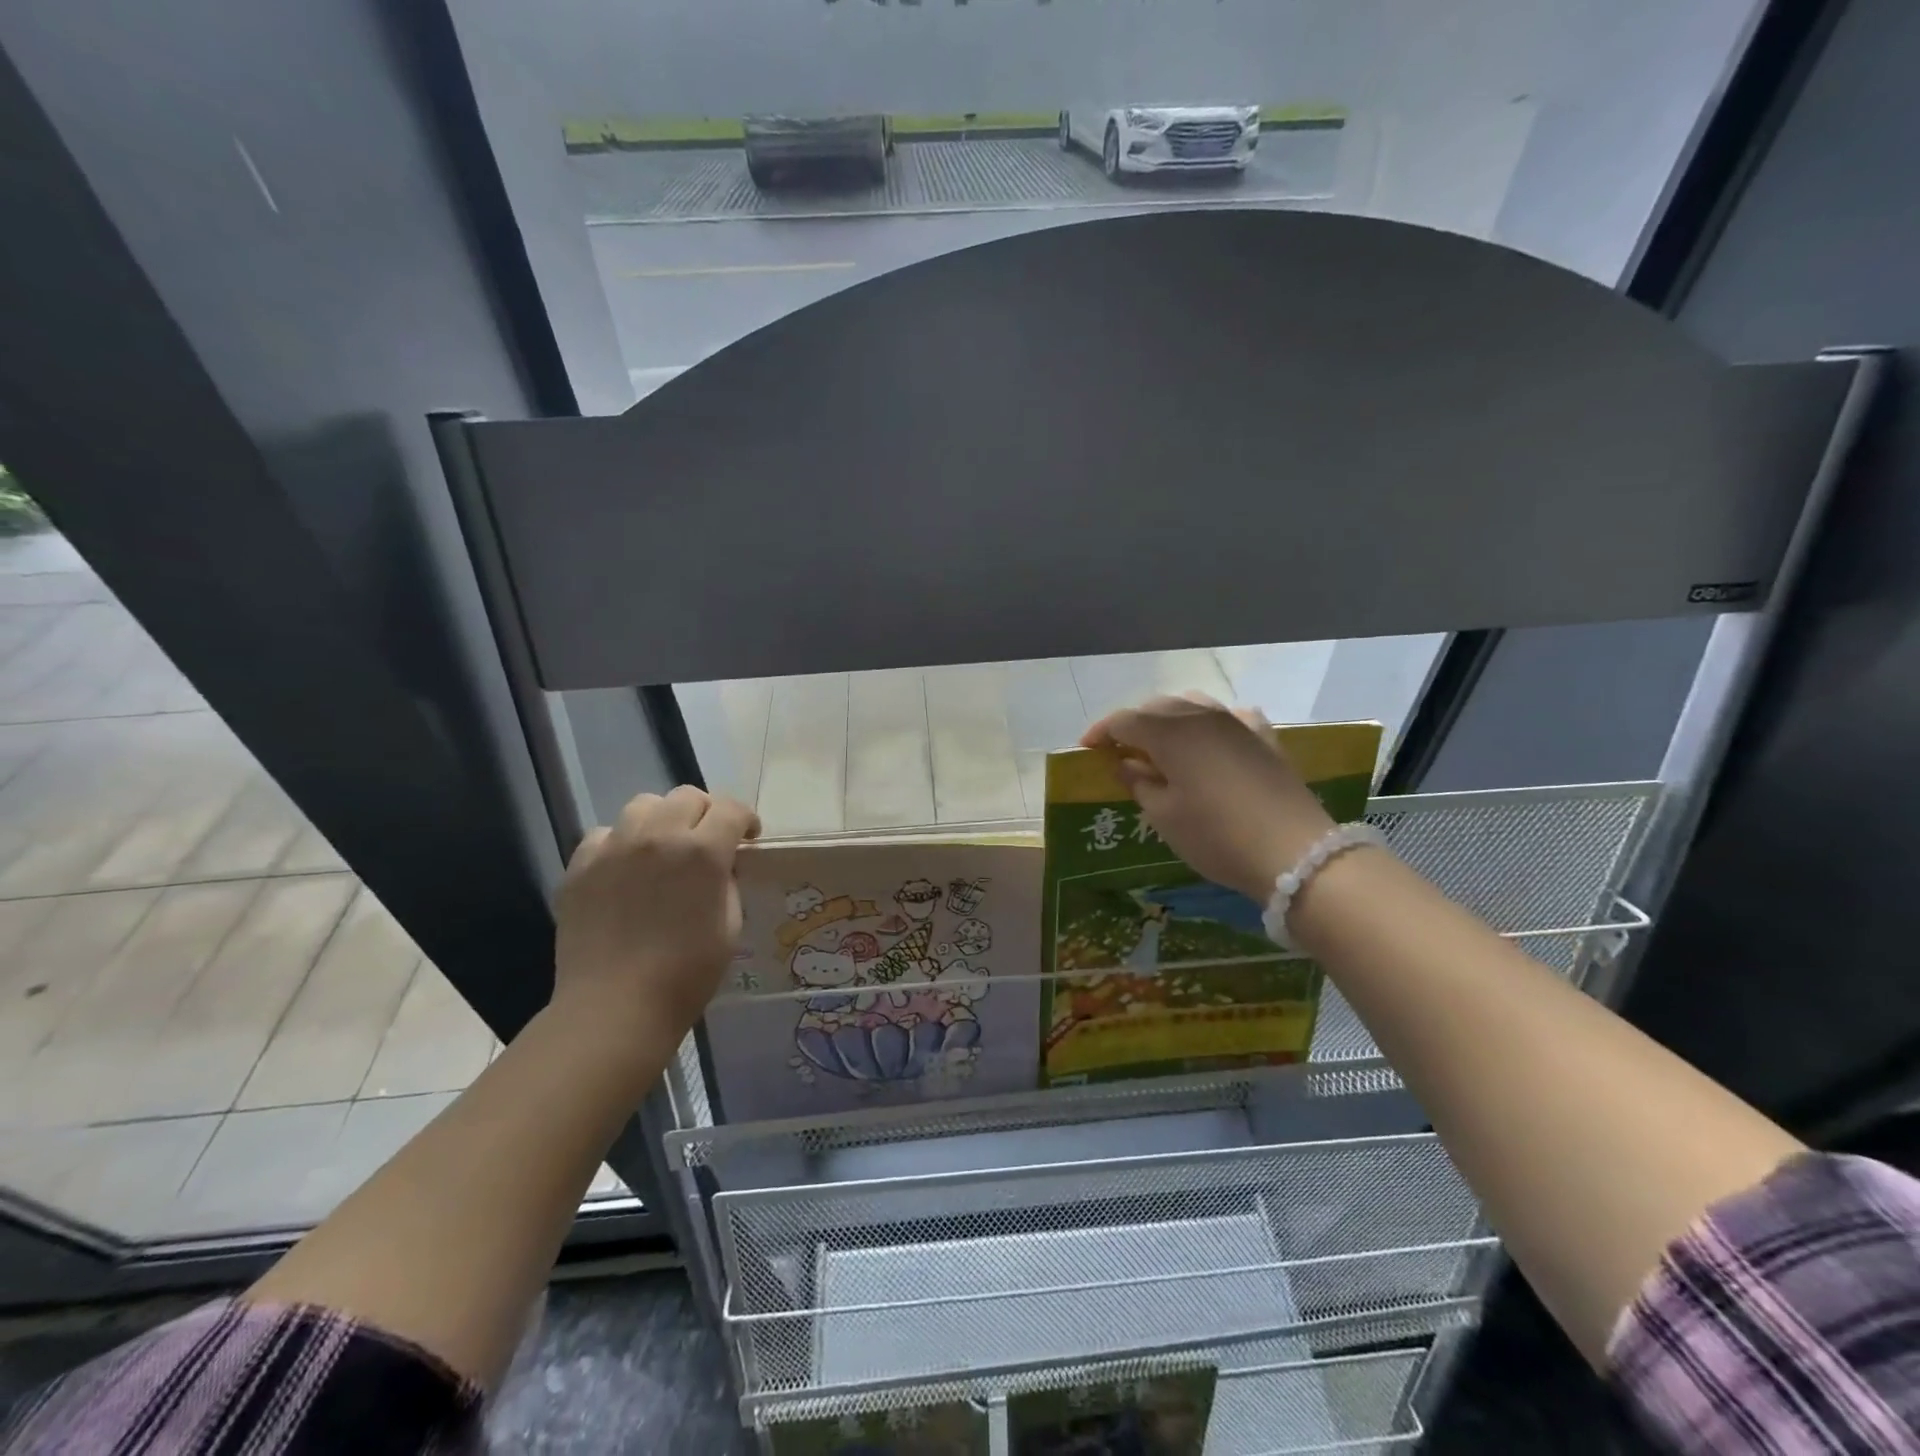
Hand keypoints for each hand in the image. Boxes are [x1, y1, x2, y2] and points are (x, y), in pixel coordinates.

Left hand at [552, 785, 759, 1038]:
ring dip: (662, 819)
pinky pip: (604, 834)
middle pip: (687, 796)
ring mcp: (614, 847)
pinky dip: (621, 842)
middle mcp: (658, 836)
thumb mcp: (730, 926)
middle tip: (708, 842)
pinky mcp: (580, 866)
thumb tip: (720, 866)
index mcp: (703, 851)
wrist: (614, 1008)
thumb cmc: (686, 974)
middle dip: (706, 813)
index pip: (732, 809)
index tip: (748, 838)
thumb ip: (728, 882)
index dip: (746, 820)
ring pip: (644, 805)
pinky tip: (625, 870)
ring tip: (663, 848)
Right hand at [1080, 694, 1335, 900]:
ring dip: (1170, 720)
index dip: (1102, 732)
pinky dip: (1211, 724)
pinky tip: (1211, 741)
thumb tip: (1125, 763)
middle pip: (1157, 707)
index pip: (1124, 720)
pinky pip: (1230, 717)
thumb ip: (1138, 782)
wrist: (1295, 852)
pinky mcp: (1265, 738)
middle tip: (1121, 752)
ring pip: (1193, 705)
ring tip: (1162, 746)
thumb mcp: (1163, 816)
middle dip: (1134, 725)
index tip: (1087, 749)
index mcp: (1170, 732)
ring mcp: (1237, 723)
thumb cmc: (1216, 836)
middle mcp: (1201, 716)